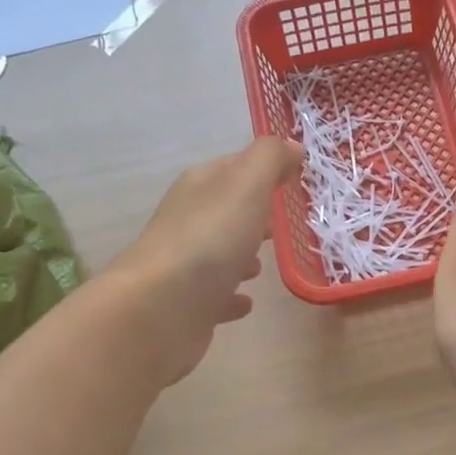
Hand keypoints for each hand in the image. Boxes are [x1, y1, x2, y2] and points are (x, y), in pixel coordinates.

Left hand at [106, 136, 302, 383]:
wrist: (159, 309)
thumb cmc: (209, 239)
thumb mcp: (246, 184)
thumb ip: (270, 159)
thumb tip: (291, 145)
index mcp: (201, 186)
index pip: (236, 166)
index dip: (265, 168)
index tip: (296, 176)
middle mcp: (189, 220)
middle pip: (228, 210)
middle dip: (255, 213)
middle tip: (286, 222)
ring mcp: (186, 265)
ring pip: (220, 252)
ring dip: (242, 254)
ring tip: (266, 264)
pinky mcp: (188, 305)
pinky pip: (216, 295)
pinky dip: (232, 295)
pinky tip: (246, 302)